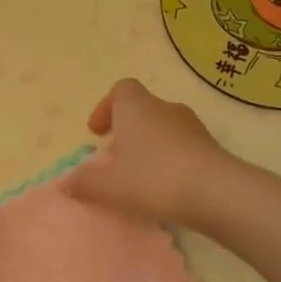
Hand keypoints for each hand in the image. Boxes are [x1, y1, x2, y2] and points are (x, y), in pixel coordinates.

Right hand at [62, 78, 225, 225]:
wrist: (214, 192)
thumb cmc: (152, 178)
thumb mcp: (108, 186)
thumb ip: (84, 183)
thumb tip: (66, 183)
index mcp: (136, 107)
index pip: (121, 89)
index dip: (106, 107)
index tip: (97, 133)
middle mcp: (165, 108)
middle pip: (142, 109)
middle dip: (126, 130)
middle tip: (115, 158)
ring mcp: (192, 125)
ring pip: (163, 127)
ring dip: (149, 145)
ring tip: (139, 175)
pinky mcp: (210, 146)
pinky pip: (182, 146)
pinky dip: (170, 159)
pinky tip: (165, 186)